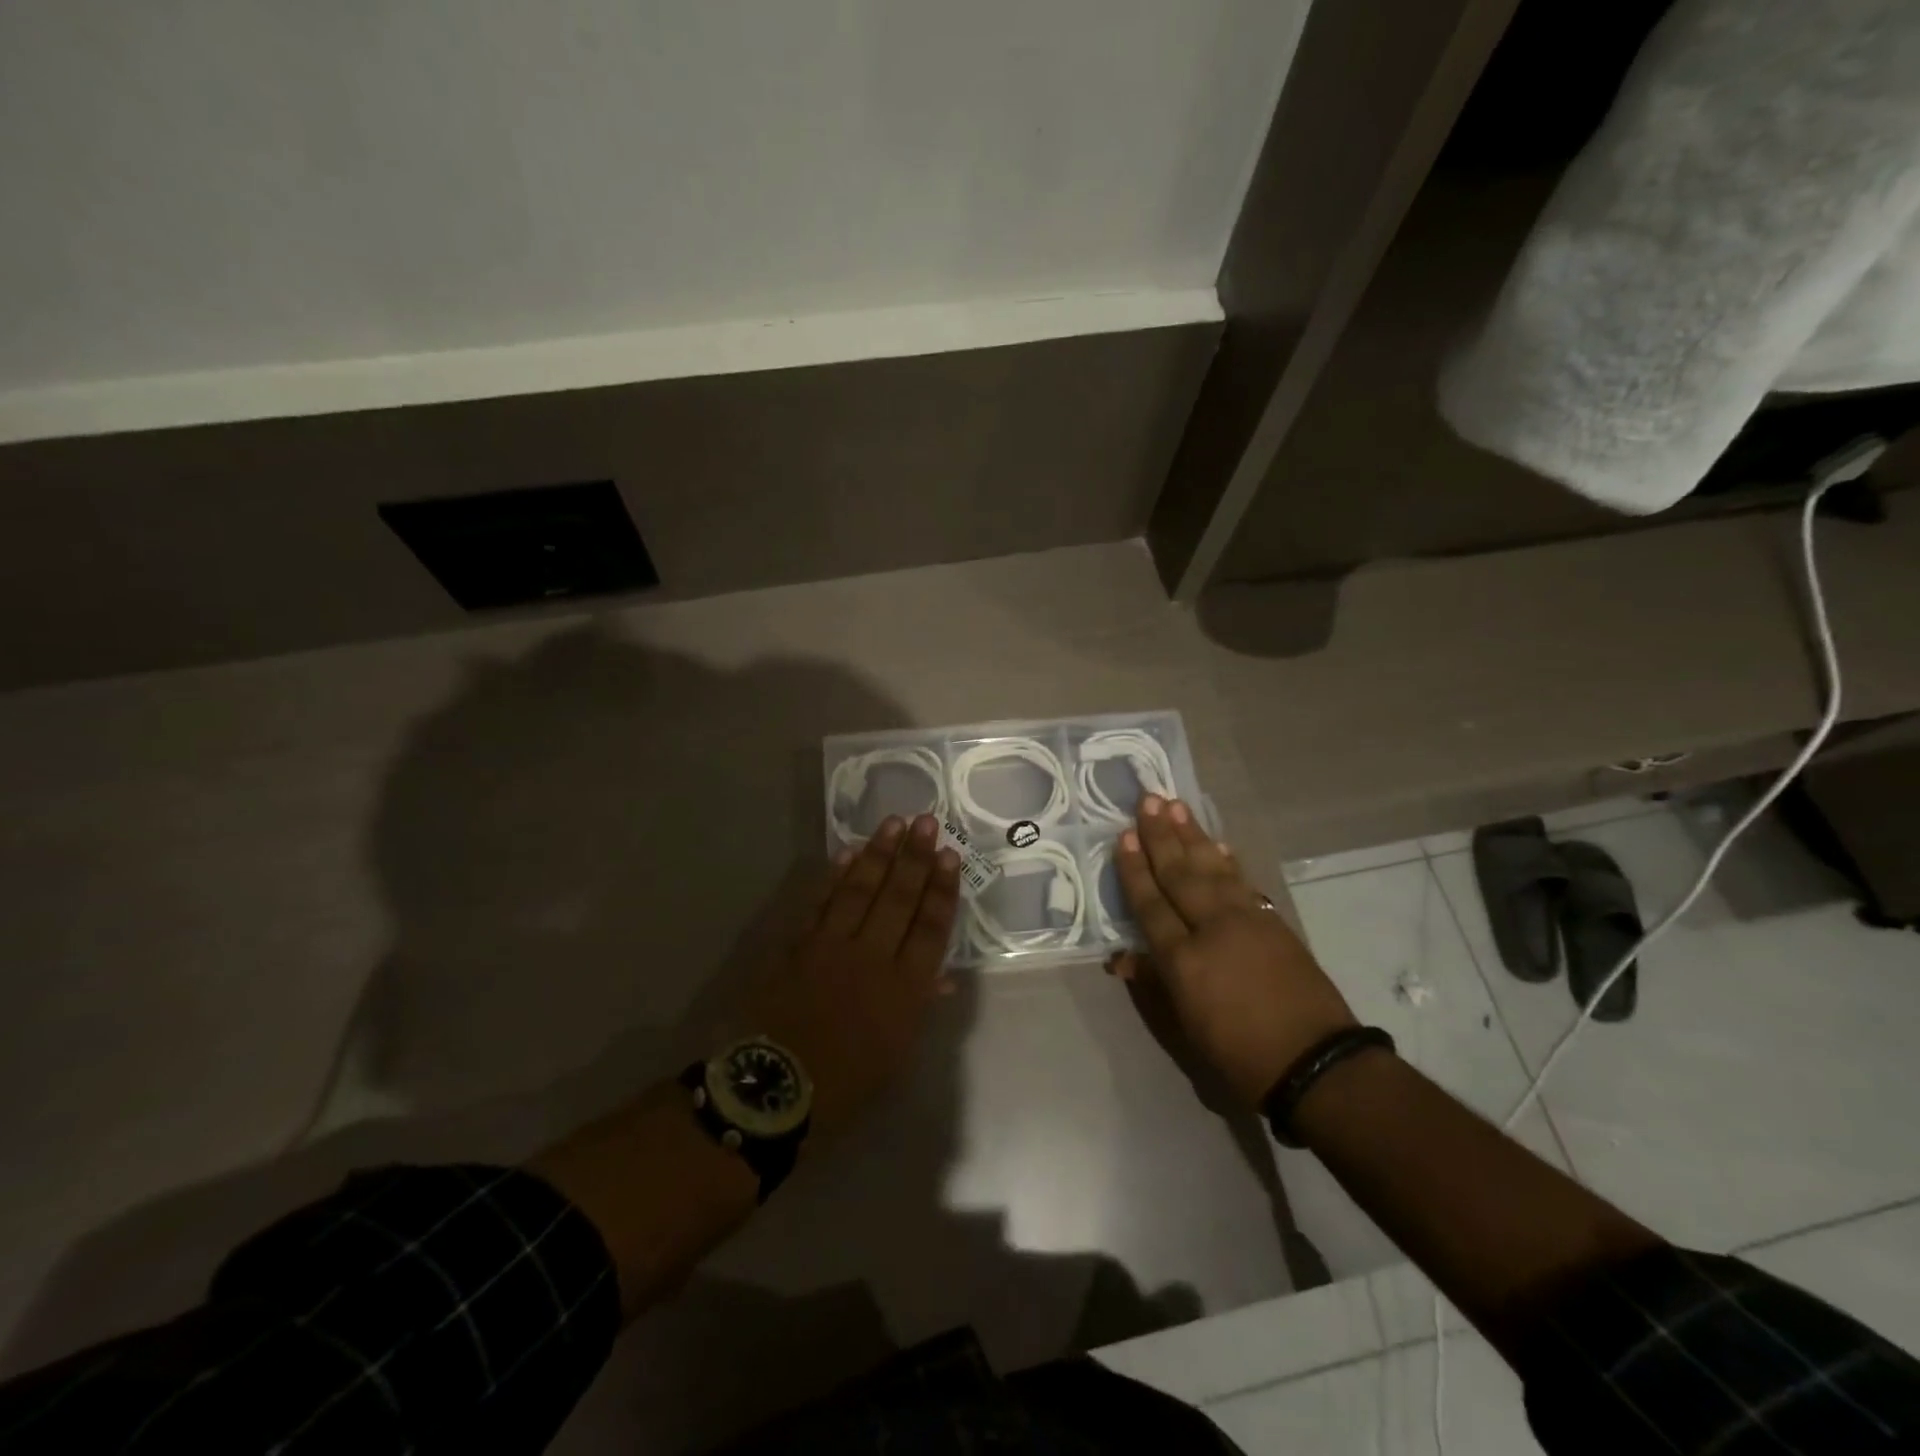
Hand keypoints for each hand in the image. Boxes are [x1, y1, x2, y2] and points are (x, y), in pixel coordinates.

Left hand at [742, 814, 959, 1138]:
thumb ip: (919, 1009)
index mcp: (904, 990)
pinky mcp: (798, 945)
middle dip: (915, 858)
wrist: (773, 1090)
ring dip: (880, 855)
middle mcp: (872, 958)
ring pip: (861, 891)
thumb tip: (942, 979)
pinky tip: (849, 853)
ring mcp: (832, 947)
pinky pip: (821, 902)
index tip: (949, 855)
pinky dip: (835, 876)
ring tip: (894, 823)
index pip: (930, 928)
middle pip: (899, 899)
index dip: (941, 890)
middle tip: (926, 822)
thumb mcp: (896, 1055)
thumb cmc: (845, 1084)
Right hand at [1109, 795, 1355, 1107]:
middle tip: (1149, 799)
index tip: (1125, 836)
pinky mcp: (1273, 922)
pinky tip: (1218, 844)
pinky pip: (1241, 881)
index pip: (1151, 904)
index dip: (1136, 870)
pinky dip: (1227, 860)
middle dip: (1162, 836)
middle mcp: (1212, 929)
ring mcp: (1247, 921)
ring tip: (1177, 806)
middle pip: (1181, 874)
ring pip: (1212, 868)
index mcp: (1184, 960)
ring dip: (1193, 835)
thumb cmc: (1239, 1055)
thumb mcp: (1185, 1028)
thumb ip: (1153, 985)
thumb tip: (1121, 958)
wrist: (1316, 1063)